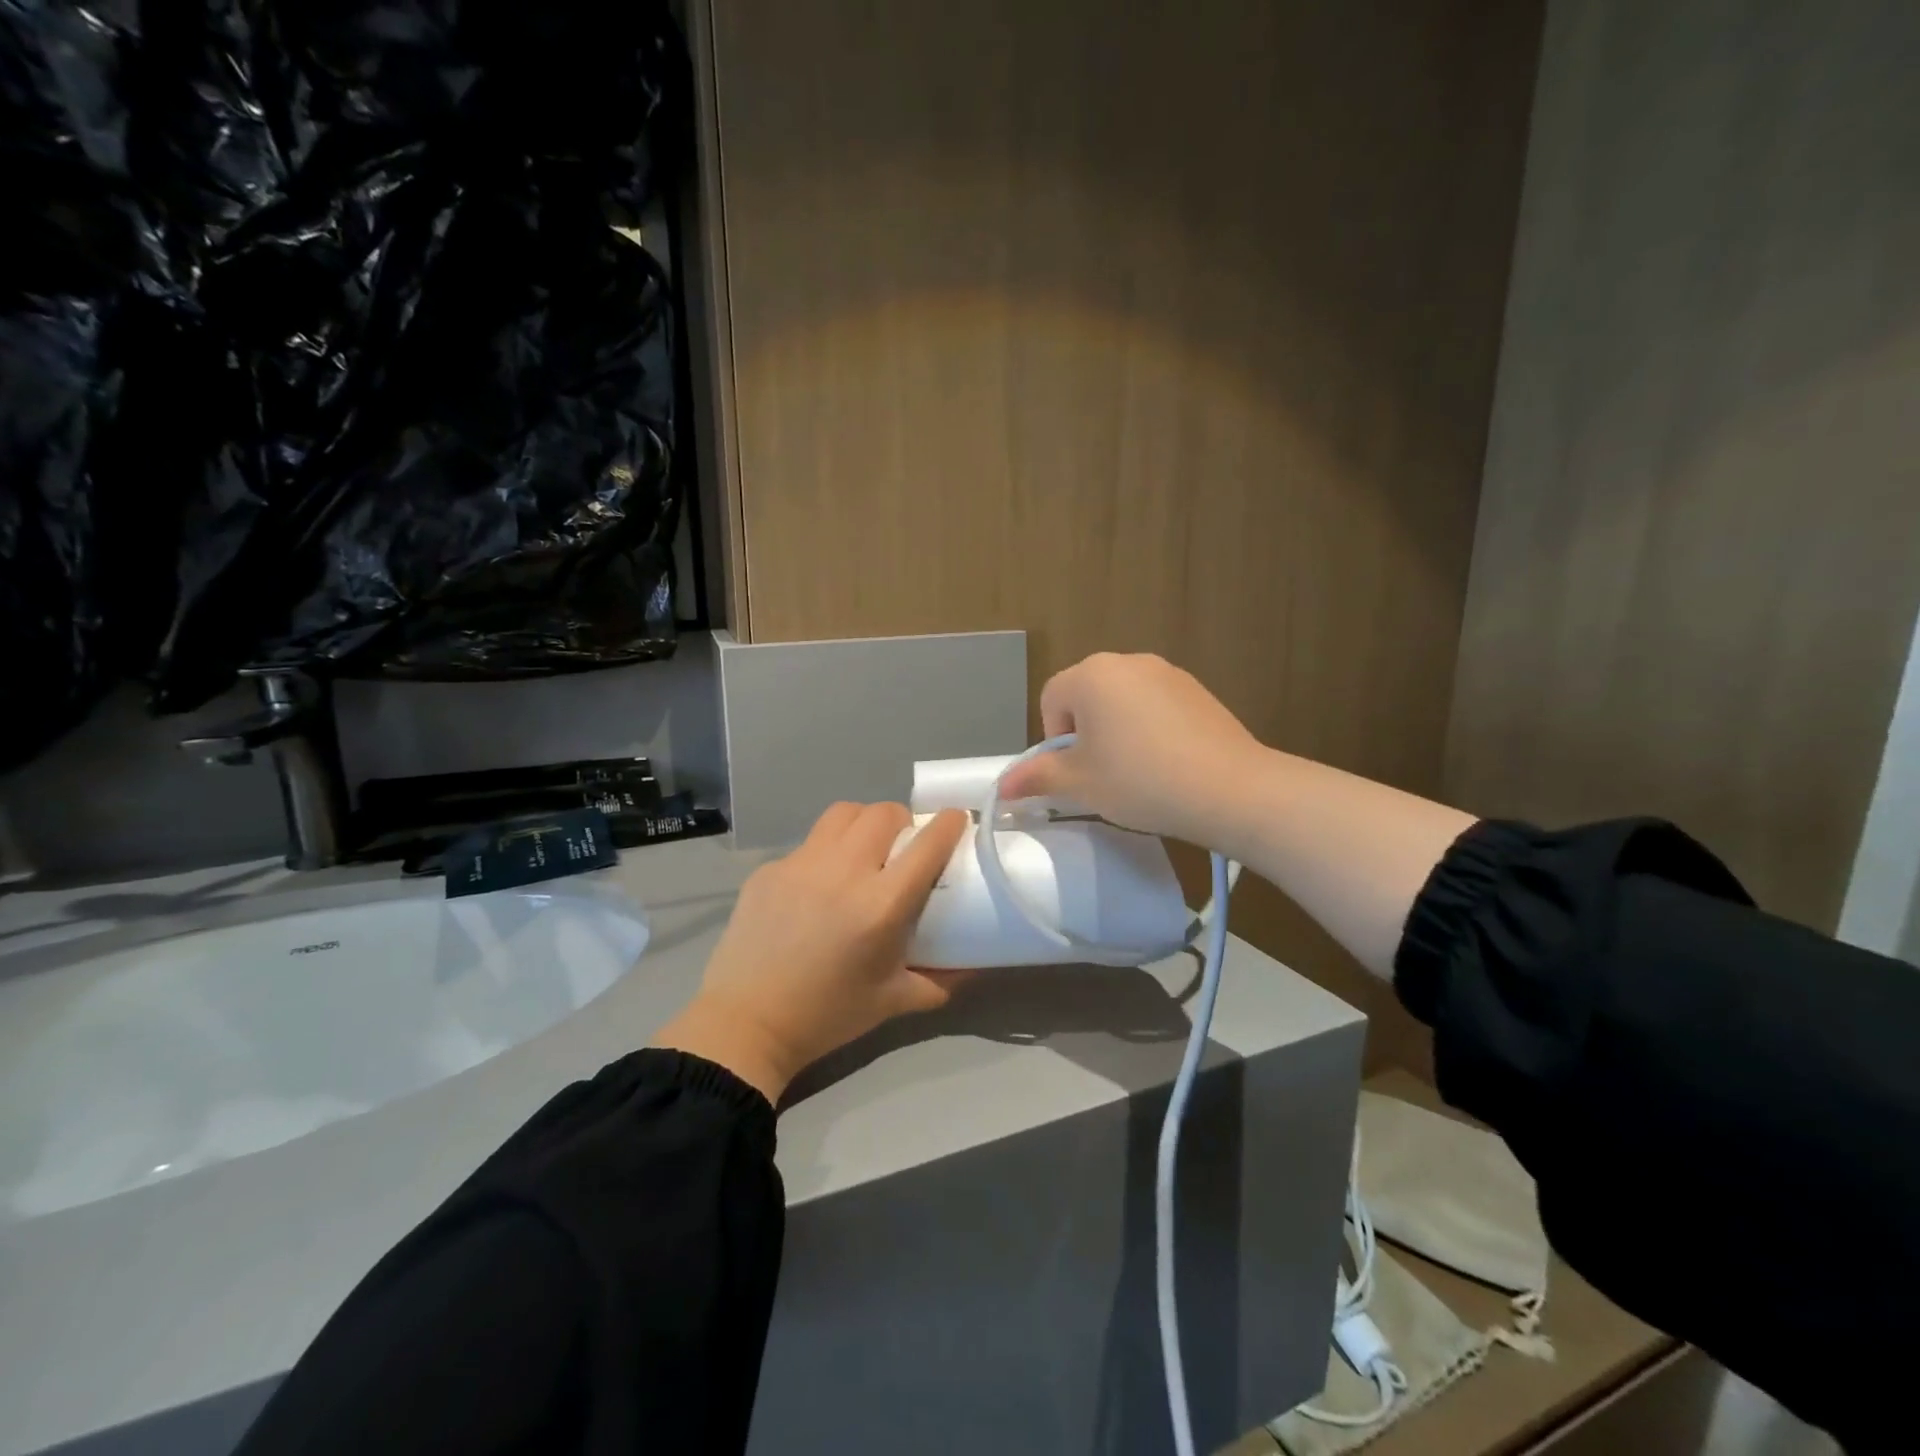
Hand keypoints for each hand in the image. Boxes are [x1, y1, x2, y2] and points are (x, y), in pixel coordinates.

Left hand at [653, 803, 969, 1104]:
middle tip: (903, 845)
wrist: (745, 1024)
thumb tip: (974, 965)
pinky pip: (808, 843)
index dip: (948, 823)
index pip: (927, 843)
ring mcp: (801, 865)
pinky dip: (824, 852)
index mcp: (881, 905)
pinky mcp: (769, 869)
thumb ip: (941, 981)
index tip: (956, 820)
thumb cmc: (827, 1016)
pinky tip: (818, 885)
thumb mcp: (893, 1002)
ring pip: (843, 814)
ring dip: (864, 822)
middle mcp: (844, 872)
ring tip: (863, 849)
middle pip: (884, 813)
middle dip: (903, 820)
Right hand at [997, 652, 1270, 853]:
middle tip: (1103, 774)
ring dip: (1118, 731)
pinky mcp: (1198, 690)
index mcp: (1091, 674)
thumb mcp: (1080, 784)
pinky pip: (1156, 706)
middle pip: (1087, 696)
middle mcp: (1128, 661)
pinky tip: (1168, 764)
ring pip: (1123, 701)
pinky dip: (1151, 729)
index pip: (1051, 700)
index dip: (1055, 739)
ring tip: (1137, 772)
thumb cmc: (1139, 781)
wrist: (1229, 789)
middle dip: (1086, 733)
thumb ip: (1037, 777)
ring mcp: (1168, 673)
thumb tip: (1002, 786)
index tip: (1077, 772)